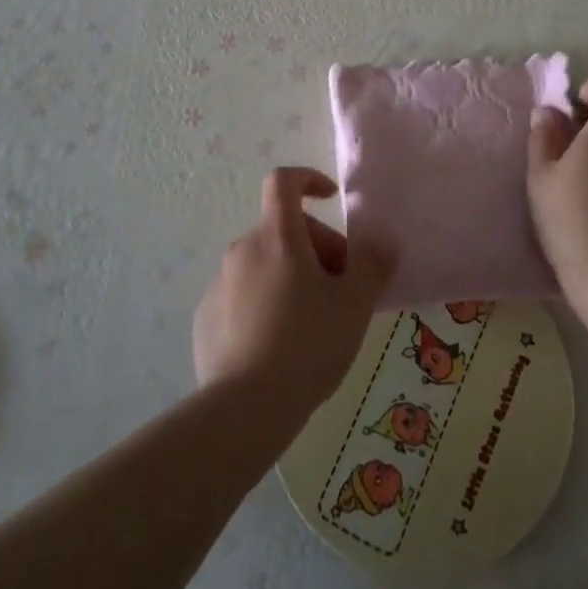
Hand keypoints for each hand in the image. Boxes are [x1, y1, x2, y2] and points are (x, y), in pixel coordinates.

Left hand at [192, 168, 391, 420]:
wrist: (244, 409)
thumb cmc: (308, 344)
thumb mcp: (355, 303)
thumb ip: (373, 262)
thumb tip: (382, 239)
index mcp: (277, 237)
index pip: (283, 182)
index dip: (308, 179)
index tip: (330, 199)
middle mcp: (243, 250)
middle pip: (284, 231)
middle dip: (317, 250)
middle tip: (341, 291)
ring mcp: (219, 284)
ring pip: (265, 266)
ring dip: (292, 279)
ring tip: (314, 325)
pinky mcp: (206, 318)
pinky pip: (244, 297)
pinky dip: (266, 305)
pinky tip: (281, 346)